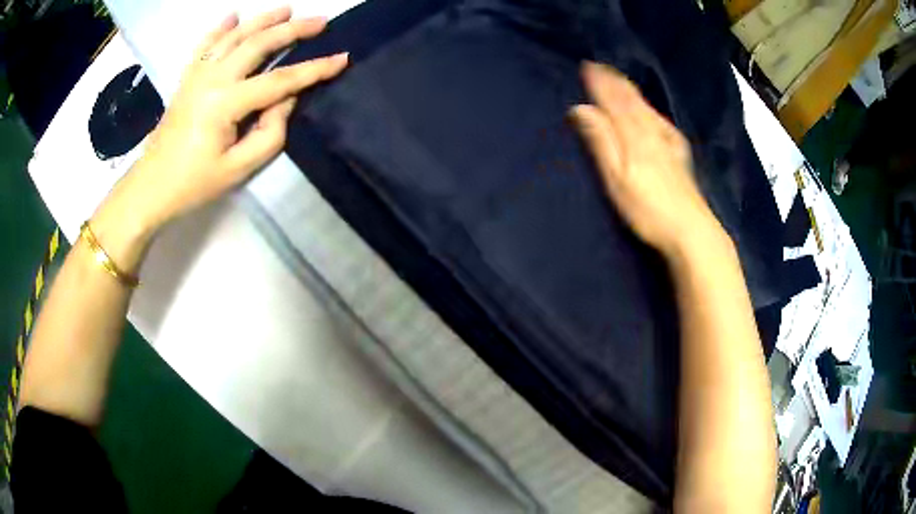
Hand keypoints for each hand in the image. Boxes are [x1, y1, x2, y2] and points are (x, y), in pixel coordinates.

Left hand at [95, 7, 347, 250]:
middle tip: (320, 21)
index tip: (342, 58)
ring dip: (262, 20)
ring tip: (286, 10)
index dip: (314, 69)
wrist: (151, 187)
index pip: (279, 80)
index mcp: (225, 104)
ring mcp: (197, 75)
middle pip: (258, 44)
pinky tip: (234, 16)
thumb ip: (270, 133)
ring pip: (234, 36)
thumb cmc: (194, 183)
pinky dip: (220, 28)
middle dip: (292, 30)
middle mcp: (212, 79)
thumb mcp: (238, 169)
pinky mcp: (187, 78)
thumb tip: (285, 99)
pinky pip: (205, 45)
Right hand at [571, 62, 725, 258]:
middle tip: (600, 66)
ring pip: (647, 108)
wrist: (691, 230)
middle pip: (632, 100)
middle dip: (615, 82)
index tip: (587, 66)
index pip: (614, 101)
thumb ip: (601, 141)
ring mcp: (670, 142)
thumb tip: (580, 108)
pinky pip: (662, 121)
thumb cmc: (648, 209)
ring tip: (620, 79)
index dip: (600, 83)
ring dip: (631, 91)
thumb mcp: (617, 178)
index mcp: (634, 135)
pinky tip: (653, 111)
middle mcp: (653, 131)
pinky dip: (651, 109)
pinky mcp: (680, 155)